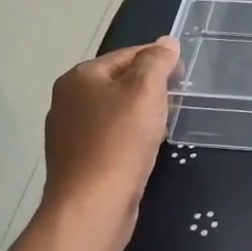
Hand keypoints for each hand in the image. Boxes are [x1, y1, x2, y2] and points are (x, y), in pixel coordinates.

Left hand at [40, 38, 180, 247]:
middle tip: (178, 98)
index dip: (159, 59)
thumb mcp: (146, 90)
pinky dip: (129, 137)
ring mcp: (68, 133)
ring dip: (141, 113)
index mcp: (80, 77)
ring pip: (115, 111)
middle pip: (120, 81)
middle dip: (150, 87)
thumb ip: (157, 61)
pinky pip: (109, 137)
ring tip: (165, 124)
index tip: (184, 73)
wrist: (91, 208)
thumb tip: (167, 42)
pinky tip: (145, 149)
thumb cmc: (120, 141)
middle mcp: (67, 100)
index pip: (128, 54)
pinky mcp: (76, 162)